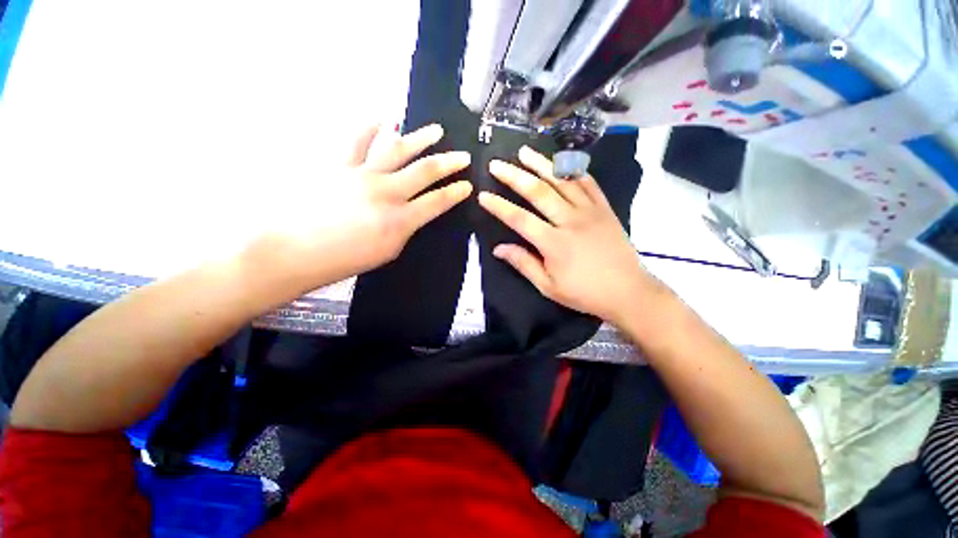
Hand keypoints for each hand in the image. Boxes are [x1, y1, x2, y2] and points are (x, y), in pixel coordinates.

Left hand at [247, 123, 471, 287]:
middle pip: (426, 171)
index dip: (456, 192)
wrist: (294, 251)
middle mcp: (386, 192)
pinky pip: (357, 140)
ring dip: (420, 138)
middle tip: (463, 156)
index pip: (438, 201)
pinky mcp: (338, 164)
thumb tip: (411, 214)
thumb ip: (404, 229)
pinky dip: (371, 127)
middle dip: (449, 163)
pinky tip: (384, 119)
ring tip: (436, 131)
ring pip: (398, 149)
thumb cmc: (344, 260)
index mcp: (400, 220)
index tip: (467, 185)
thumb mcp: (387, 252)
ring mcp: (362, 174)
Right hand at [478, 146, 657, 324]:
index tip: (483, 195)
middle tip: (496, 164)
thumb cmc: (584, 293)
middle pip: (538, 192)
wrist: (627, 291)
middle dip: (514, 176)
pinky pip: (587, 183)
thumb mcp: (548, 286)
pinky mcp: (604, 208)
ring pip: (562, 180)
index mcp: (553, 243)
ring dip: (541, 164)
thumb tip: (498, 248)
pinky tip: (561, 161)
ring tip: (524, 151)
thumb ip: (523, 264)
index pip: (519, 219)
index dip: (499, 206)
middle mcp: (569, 220)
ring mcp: (589, 211)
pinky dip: (572, 170)